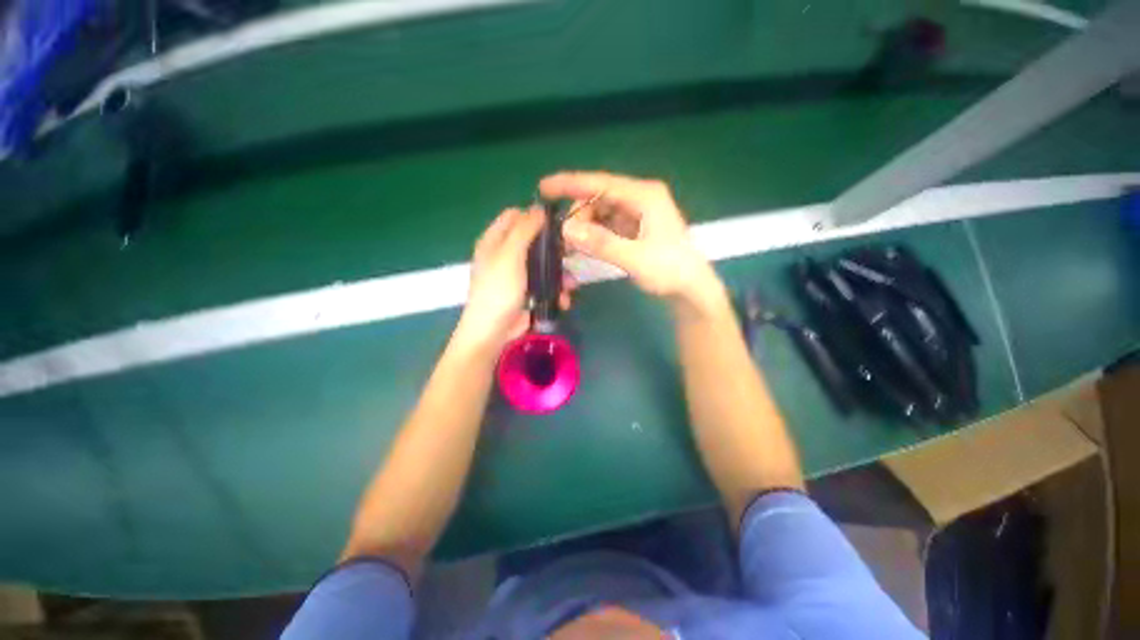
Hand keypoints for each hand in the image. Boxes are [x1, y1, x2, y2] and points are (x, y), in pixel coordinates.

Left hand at [456, 206, 573, 351]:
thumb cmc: (499, 290)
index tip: (557, 224)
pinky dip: (555, 290)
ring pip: (543, 264)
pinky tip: (563, 300)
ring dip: (559, 274)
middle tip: (571, 255)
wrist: (493, 332)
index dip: (535, 216)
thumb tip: (539, 208)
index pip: (515, 215)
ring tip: (570, 286)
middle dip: (554, 249)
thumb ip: (524, 229)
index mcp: (495, 240)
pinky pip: (545, 283)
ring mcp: (516, 274)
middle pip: (533, 240)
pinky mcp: (526, 292)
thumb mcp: (510, 255)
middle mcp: (505, 254)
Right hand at [539, 171, 726, 317]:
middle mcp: (641, 198)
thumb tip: (566, 229)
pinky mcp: (636, 228)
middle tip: (562, 237)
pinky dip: (595, 234)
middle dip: (578, 214)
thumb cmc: (669, 270)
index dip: (571, 183)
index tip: (544, 187)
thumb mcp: (634, 257)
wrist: (692, 288)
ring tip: (571, 245)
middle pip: (599, 198)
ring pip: (602, 212)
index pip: (601, 183)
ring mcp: (639, 213)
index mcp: (644, 196)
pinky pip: (609, 225)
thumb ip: (601, 242)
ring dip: (585, 226)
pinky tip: (584, 246)